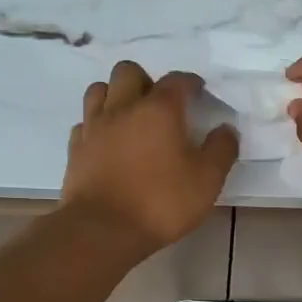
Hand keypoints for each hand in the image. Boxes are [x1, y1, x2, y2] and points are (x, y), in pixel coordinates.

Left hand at [63, 61, 238, 253]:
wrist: (102, 230)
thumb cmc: (161, 202)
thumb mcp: (207, 180)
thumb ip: (221, 150)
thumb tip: (226, 129)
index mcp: (159, 109)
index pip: (177, 80)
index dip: (190, 82)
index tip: (199, 92)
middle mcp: (123, 108)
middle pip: (128, 71)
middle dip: (146, 80)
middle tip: (160, 104)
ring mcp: (94, 127)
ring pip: (99, 90)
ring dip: (116, 95)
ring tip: (130, 116)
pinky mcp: (75, 149)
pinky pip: (85, 122)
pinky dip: (97, 124)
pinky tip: (108, 141)